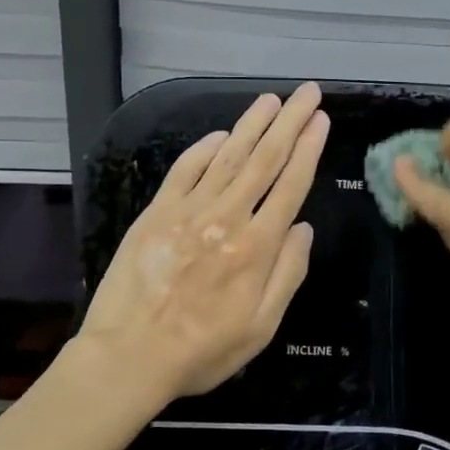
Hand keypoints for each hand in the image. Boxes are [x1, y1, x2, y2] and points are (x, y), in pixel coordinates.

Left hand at [78, 85, 328, 402]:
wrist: (128, 357)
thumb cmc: (202, 351)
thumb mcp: (262, 327)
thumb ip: (288, 274)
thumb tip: (304, 228)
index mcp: (257, 248)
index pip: (290, 186)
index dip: (309, 149)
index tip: (321, 121)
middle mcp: (226, 219)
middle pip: (264, 160)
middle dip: (288, 122)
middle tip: (306, 92)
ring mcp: (188, 212)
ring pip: (227, 157)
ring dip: (251, 125)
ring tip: (271, 100)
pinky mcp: (156, 214)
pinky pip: (184, 171)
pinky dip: (204, 149)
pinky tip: (221, 134)